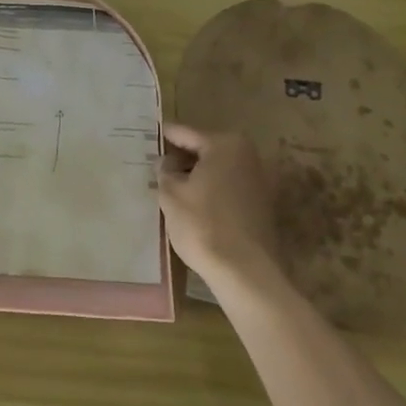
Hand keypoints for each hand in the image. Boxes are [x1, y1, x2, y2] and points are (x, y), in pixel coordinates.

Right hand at [158, 123, 285, 291]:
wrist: (245, 273)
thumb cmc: (203, 224)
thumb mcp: (171, 193)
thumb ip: (165, 170)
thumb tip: (166, 161)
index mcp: (225, 145)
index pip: (184, 133)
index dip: (162, 136)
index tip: (144, 136)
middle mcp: (247, 156)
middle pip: (203, 150)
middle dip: (179, 158)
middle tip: (153, 164)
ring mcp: (258, 181)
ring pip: (216, 171)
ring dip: (194, 176)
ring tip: (168, 186)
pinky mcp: (262, 206)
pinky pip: (227, 188)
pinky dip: (209, 191)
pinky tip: (191, 204)